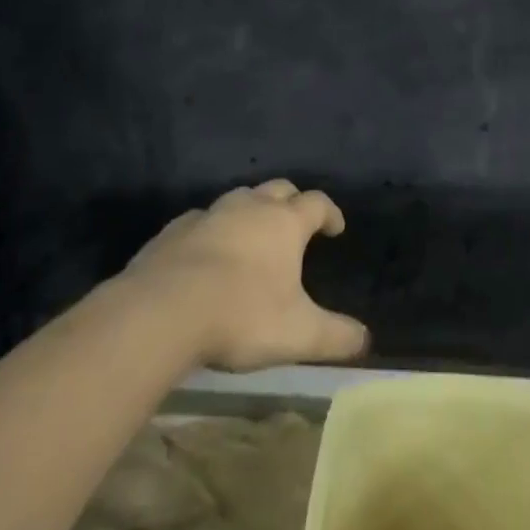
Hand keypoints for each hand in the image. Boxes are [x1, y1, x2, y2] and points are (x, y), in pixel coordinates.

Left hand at [119, 180, 369, 371]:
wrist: (162, 310)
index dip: (330, 213)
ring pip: (239, 198)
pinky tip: (206, 253)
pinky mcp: (174, 230)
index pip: (317, 203)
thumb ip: (336, 336)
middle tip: (295, 224)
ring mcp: (210, 214)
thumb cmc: (241, 315)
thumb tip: (367, 340)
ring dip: (250, 211)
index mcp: (284, 223)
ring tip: (252, 237)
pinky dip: (212, 230)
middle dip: (292, 202)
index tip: (335, 228)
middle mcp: (250, 207)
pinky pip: (201, 220)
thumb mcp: (298, 334)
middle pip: (279, 189)